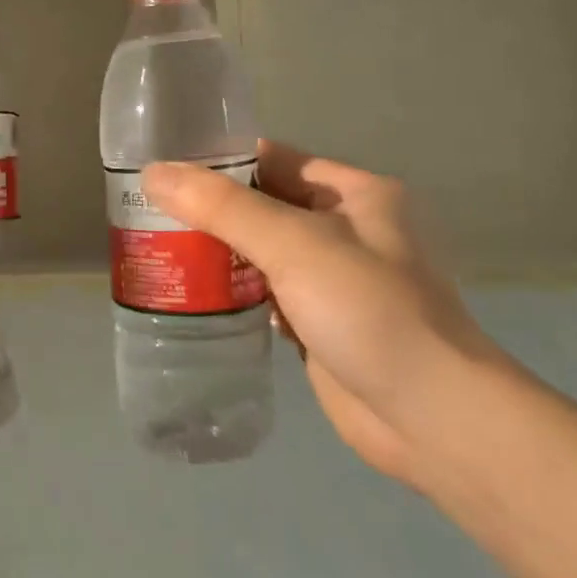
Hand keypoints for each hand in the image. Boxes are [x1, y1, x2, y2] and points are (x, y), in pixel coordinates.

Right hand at [141, 144, 510, 484]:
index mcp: (353, 193)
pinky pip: (264, 293)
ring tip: (156, 246)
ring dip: (216, 252)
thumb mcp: (294, 243)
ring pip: (260, 252)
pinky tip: (190, 292)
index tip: (162, 168)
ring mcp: (333, 280)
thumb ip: (222, 207)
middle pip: (263, 206)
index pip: (273, 159)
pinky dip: (232, 290)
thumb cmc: (368, 310)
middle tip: (145, 210)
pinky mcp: (318, 323)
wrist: (430, 417)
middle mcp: (345, 229)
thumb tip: (154, 172)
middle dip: (209, 210)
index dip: (220, 161)